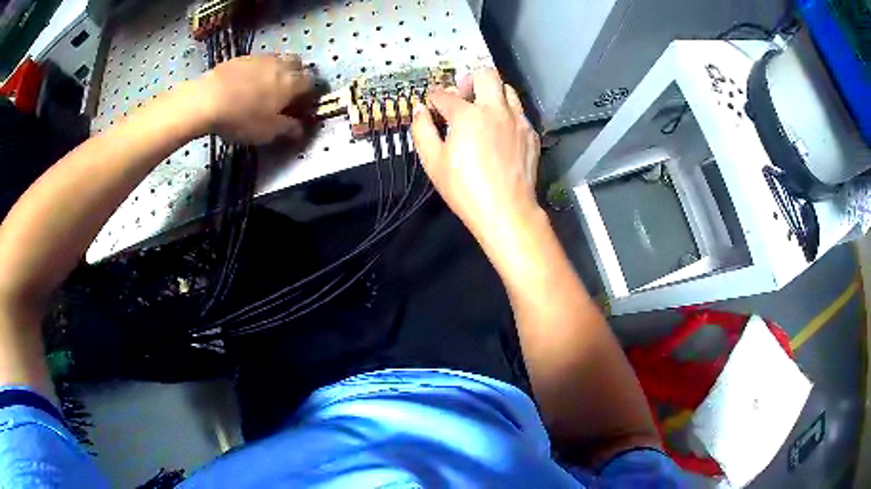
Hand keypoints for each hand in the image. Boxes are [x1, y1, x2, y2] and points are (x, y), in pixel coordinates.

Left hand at [196, 54, 313, 143]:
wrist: (207, 99)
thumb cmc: (241, 118)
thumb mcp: (267, 132)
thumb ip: (287, 128)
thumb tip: (299, 129)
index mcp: (292, 83)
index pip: (311, 83)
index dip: (309, 94)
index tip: (301, 105)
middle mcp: (281, 65)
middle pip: (297, 64)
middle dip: (296, 75)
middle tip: (286, 92)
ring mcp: (261, 58)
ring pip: (278, 59)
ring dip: (277, 70)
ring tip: (265, 87)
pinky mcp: (242, 57)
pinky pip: (257, 61)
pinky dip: (257, 70)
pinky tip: (245, 83)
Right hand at [411, 68, 540, 237]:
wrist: (507, 210)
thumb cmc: (465, 188)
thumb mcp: (433, 162)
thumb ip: (422, 130)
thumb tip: (419, 109)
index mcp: (468, 114)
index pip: (446, 95)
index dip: (435, 96)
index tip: (432, 102)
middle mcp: (495, 109)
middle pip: (486, 74)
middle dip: (470, 79)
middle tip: (463, 95)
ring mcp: (517, 120)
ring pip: (507, 89)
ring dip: (492, 93)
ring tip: (483, 110)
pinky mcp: (531, 133)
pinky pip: (519, 112)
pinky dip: (507, 113)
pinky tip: (500, 131)